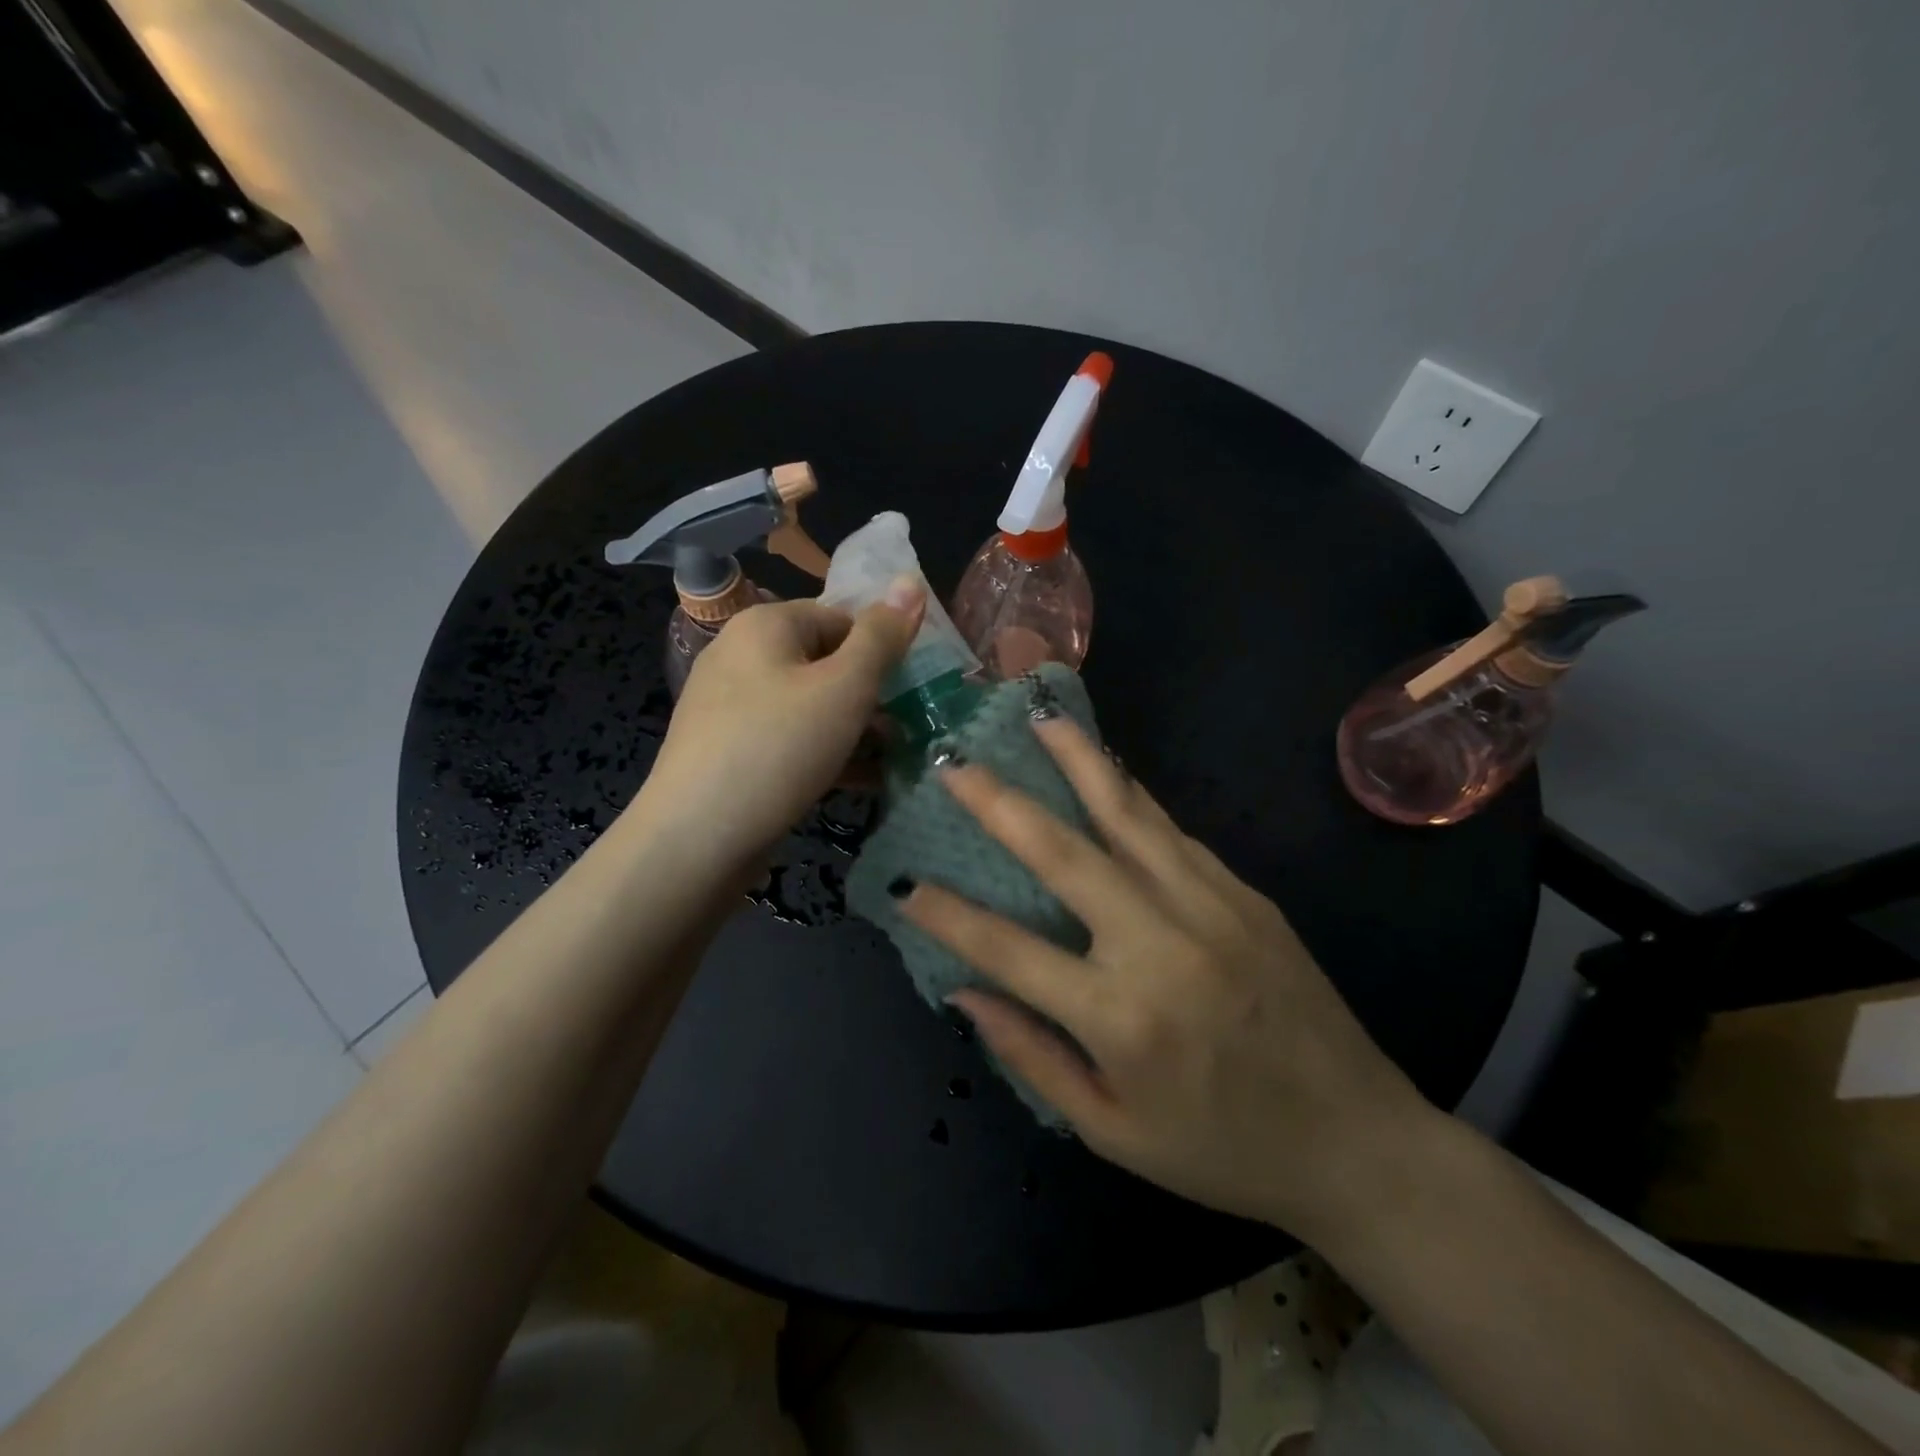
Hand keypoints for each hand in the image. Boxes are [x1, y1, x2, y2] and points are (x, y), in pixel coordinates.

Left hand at [638, 582, 923, 866]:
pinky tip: (862, 781)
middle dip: (872, 696)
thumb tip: (912, 580)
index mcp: (765, 626)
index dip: (882, 650)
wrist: (696, 838)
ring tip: (896, 759)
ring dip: (856, 729)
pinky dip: (826, 753)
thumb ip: (882, 637)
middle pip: (826, 663)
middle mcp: (742, 656)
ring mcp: (732, 706)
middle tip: (910, 729)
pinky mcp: (731, 751)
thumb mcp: (845, 688)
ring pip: (811, 706)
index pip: (841, 618)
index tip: (914, 690)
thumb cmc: (779, 748)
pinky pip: (790, 739)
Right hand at [898, 714, 1437, 1238]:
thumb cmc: (1221, 1151)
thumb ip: (1033, 1056)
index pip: (1008, 949)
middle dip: (1000, 802)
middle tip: (956, 764)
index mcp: (1120, 1017)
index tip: (906, 884)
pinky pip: (1172, 833)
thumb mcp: (1113, 1133)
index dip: (948, 915)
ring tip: (1039, 718)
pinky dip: (1129, 795)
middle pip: (1063, 853)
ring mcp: (1209, 908)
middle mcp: (1160, 944)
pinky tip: (1104, 769)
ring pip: (1126, 816)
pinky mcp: (1244, 895)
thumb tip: (964, 992)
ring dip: (1077, 761)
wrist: (1357, 1141)